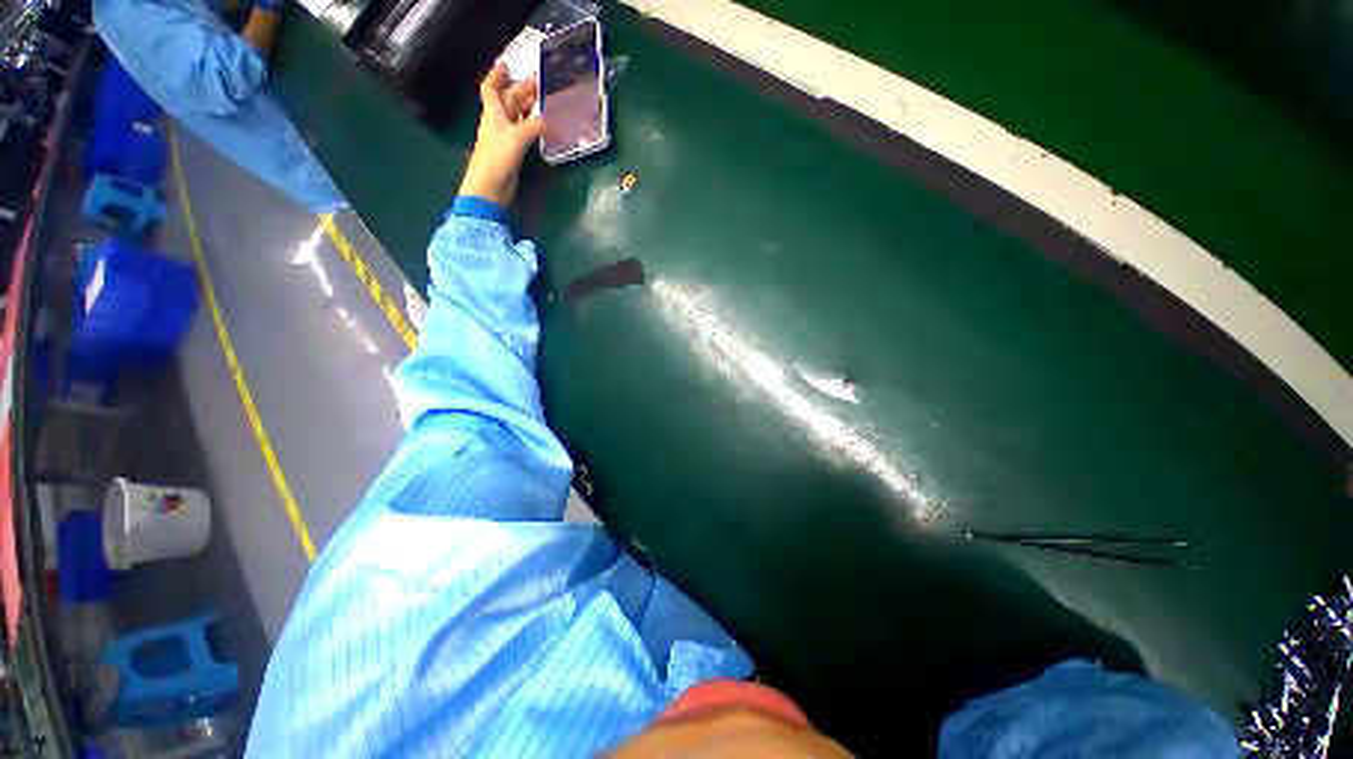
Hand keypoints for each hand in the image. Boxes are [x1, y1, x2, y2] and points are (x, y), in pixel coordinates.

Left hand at [458, 64, 546, 207]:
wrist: (490, 188)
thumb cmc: (497, 159)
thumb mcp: (516, 138)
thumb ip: (535, 127)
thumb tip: (553, 122)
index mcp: (493, 114)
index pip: (490, 89)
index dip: (497, 76)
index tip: (508, 65)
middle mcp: (499, 123)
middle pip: (509, 101)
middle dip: (522, 90)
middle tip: (541, 83)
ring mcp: (506, 139)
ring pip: (518, 117)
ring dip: (529, 108)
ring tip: (545, 101)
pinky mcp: (514, 154)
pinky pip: (525, 133)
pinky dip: (534, 127)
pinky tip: (545, 127)